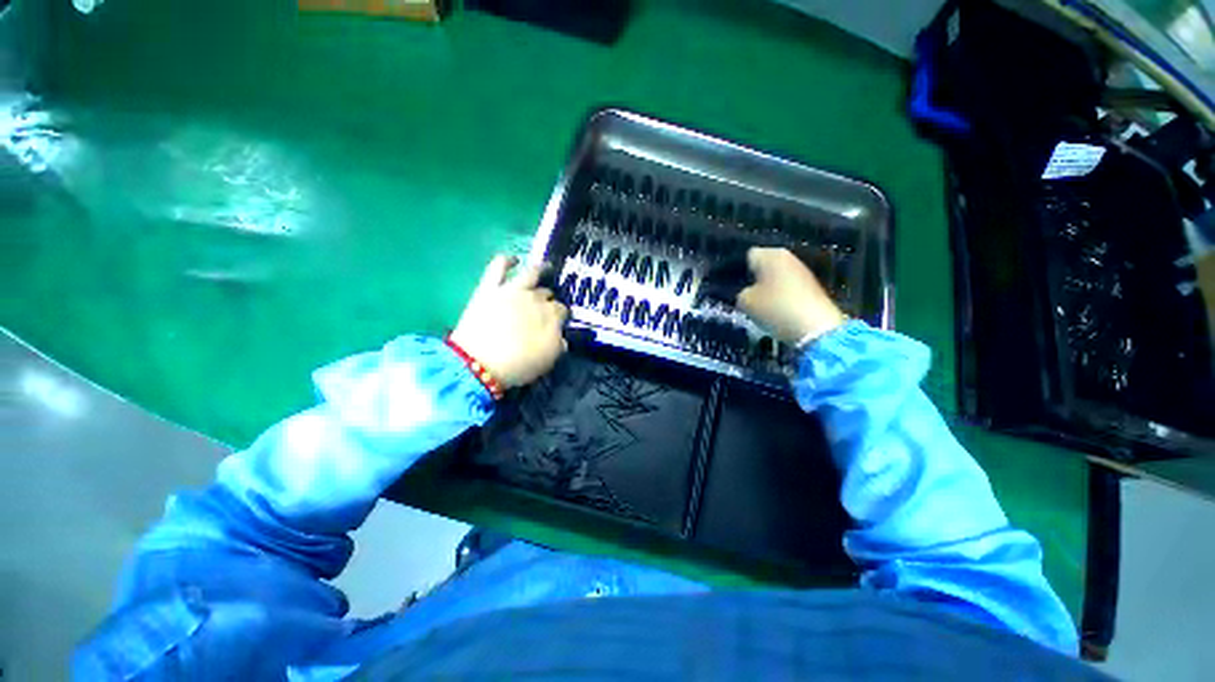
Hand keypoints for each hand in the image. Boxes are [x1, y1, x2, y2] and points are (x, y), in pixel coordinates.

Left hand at [450, 255, 568, 388]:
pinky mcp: (490, 288)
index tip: (558, 323)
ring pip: (531, 274)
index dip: (561, 316)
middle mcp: (535, 298)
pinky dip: (506, 261)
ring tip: (545, 268)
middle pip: (547, 293)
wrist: (479, 364)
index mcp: (551, 316)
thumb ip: (559, 344)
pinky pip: (498, 267)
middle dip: (549, 299)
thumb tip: (561, 337)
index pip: (562, 310)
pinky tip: (513, 259)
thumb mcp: (548, 360)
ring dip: (540, 270)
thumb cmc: (518, 365)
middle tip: (547, 307)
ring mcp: (512, 290)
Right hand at [737, 247, 845, 344]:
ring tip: (759, 306)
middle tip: (744, 297)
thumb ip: (740, 292)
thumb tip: (747, 291)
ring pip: (776, 277)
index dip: (738, 271)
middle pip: (763, 266)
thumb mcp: (745, 302)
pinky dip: (780, 296)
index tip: (732, 287)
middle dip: (754, 279)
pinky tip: (776, 310)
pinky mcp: (812, 286)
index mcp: (770, 255)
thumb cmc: (775, 308)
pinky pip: (787, 287)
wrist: (816, 328)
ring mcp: (802, 271)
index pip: (747, 256)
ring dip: (767, 288)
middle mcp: (787, 257)